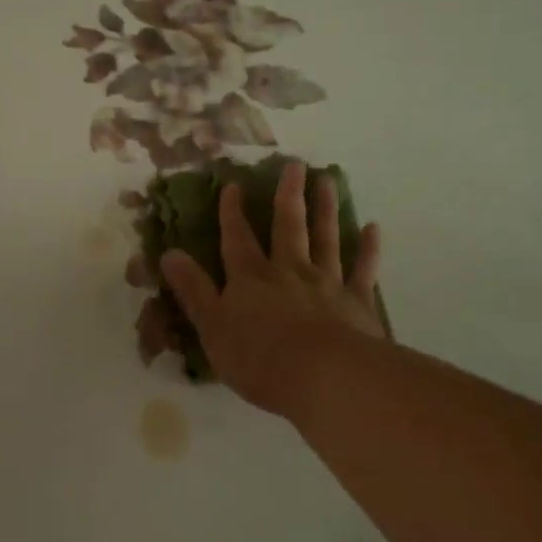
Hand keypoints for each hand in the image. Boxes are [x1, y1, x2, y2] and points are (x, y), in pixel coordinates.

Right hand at [159, 161, 382, 424]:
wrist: (323, 377)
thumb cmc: (258, 357)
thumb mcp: (211, 326)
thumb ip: (193, 289)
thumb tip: (168, 254)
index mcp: (251, 278)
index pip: (237, 238)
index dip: (232, 212)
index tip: (233, 184)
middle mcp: (289, 271)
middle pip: (288, 226)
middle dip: (288, 195)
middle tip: (295, 164)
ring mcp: (327, 283)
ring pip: (326, 238)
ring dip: (325, 209)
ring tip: (327, 180)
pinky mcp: (358, 302)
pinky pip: (363, 269)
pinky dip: (368, 248)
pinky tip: (373, 228)